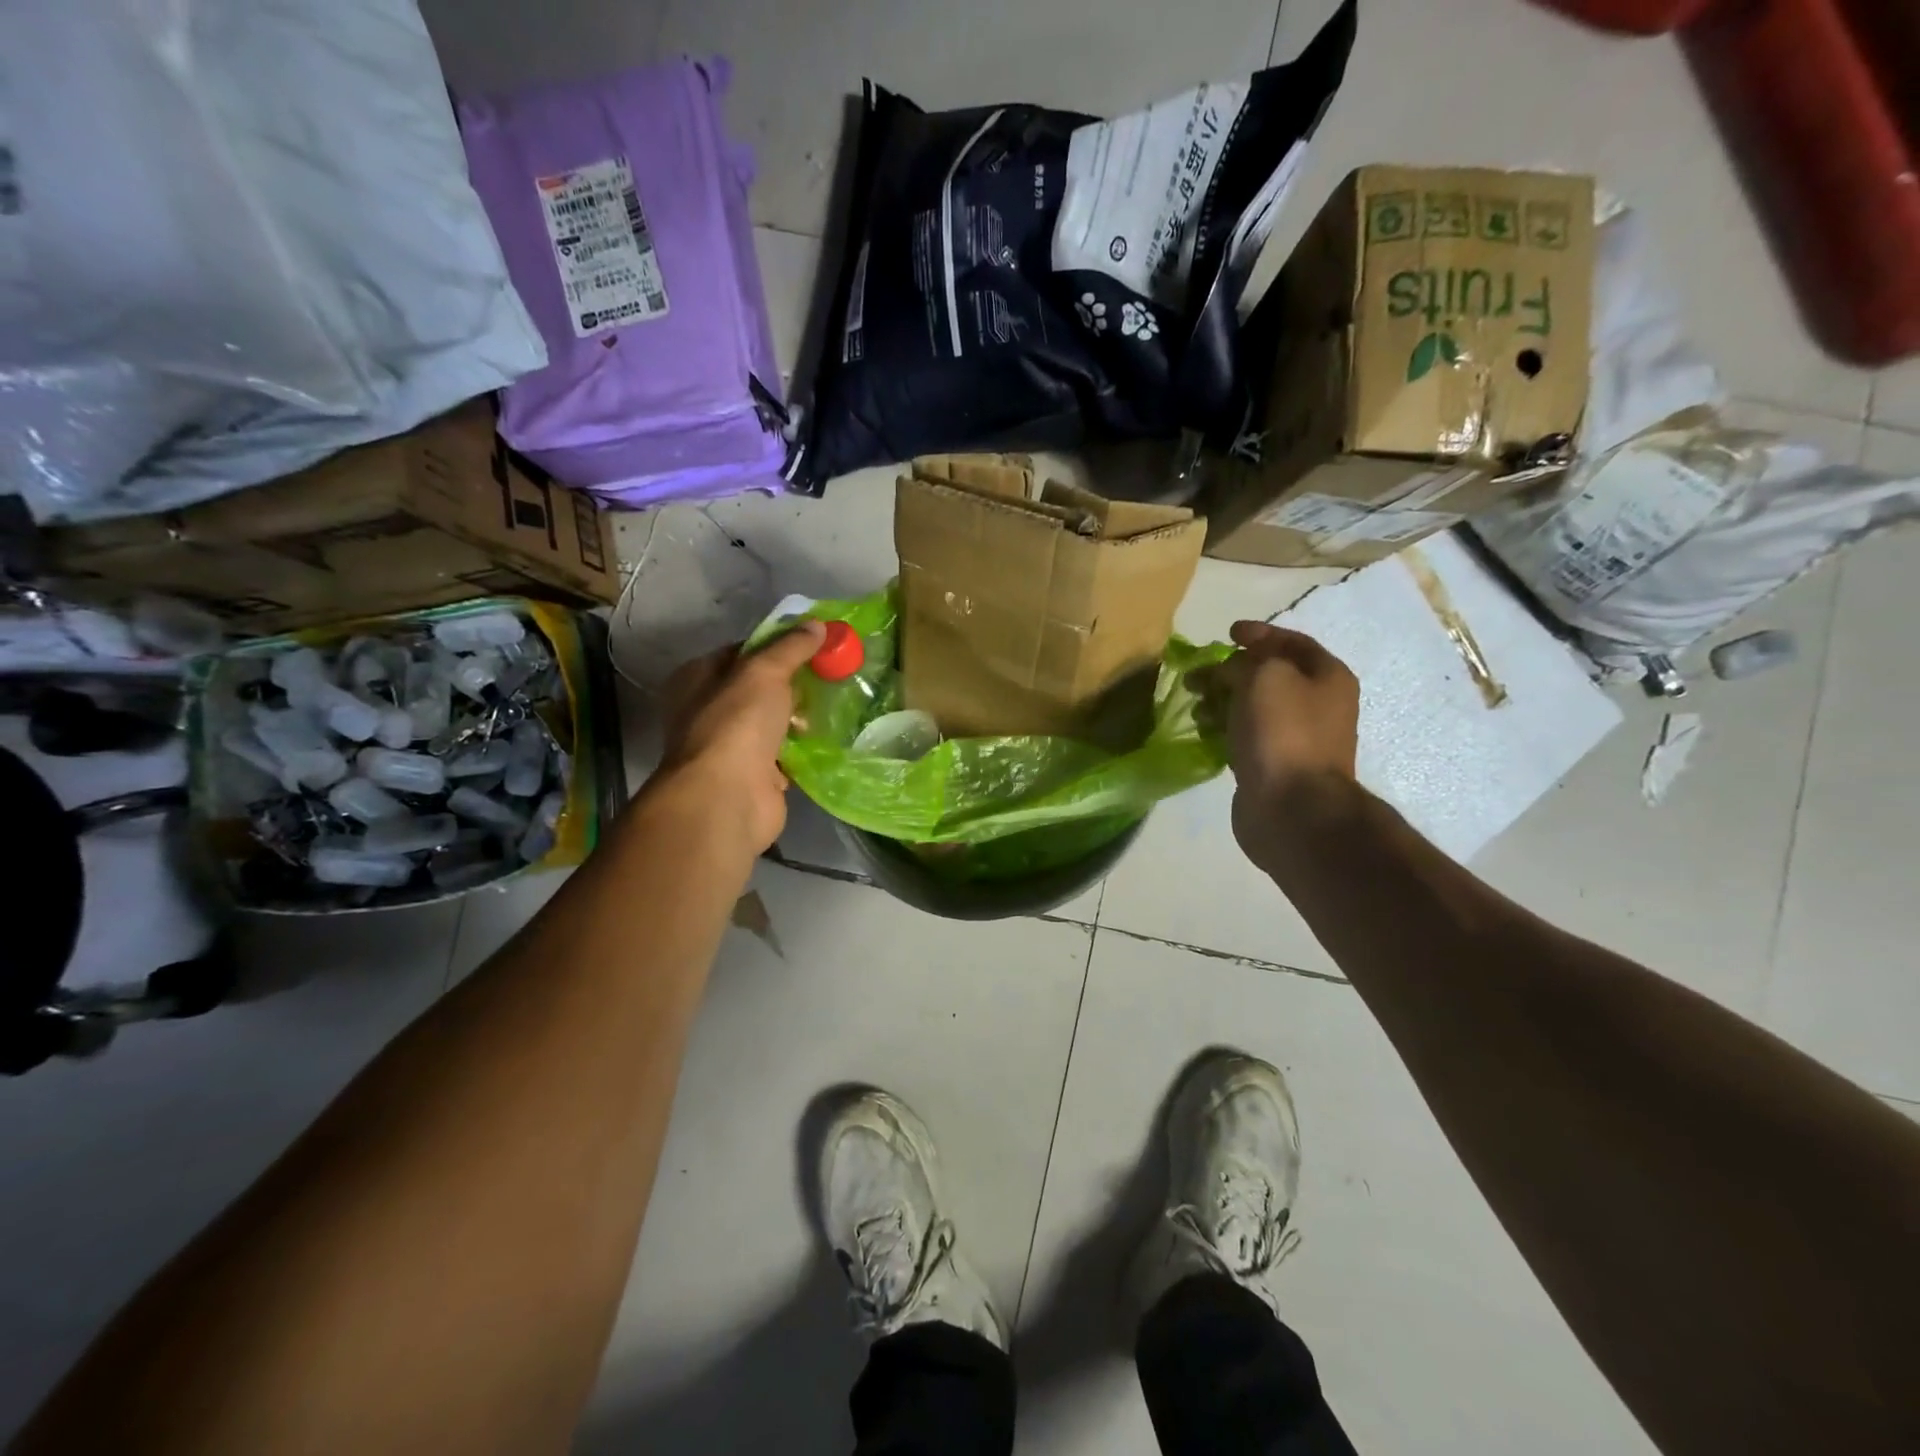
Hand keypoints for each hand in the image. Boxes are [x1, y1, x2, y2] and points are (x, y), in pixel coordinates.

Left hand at [656, 620, 825, 853]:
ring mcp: (729, 747)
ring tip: (833, 705)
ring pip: (770, 723)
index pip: (739, 651)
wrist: (728, 798)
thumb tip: (817, 625)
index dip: (775, 645)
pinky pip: (782, 754)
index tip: (811, 644)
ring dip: (797, 717)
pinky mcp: (753, 776)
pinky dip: (801, 749)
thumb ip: (790, 647)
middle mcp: (707, 711)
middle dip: (791, 684)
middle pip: (756, 688)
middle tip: (828, 674)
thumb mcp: (764, 672)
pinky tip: (826, 738)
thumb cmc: (737, 724)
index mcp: (696, 679)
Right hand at [1195, 621, 1359, 869]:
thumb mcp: (1263, 676)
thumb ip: (1245, 660)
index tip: (1227, 633)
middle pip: (1270, 676)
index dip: (1260, 633)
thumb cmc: (1282, 732)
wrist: (1292, 807)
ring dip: (1223, 702)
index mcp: (1327, 677)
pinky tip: (1204, 732)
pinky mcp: (1274, 766)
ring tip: (1197, 708)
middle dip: (1232, 671)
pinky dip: (1224, 729)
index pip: (1292, 642)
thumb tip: (1231, 669)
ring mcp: (1297, 739)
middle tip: (1198, 676)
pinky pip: (1246, 737)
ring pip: (1254, 708)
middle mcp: (1319, 705)